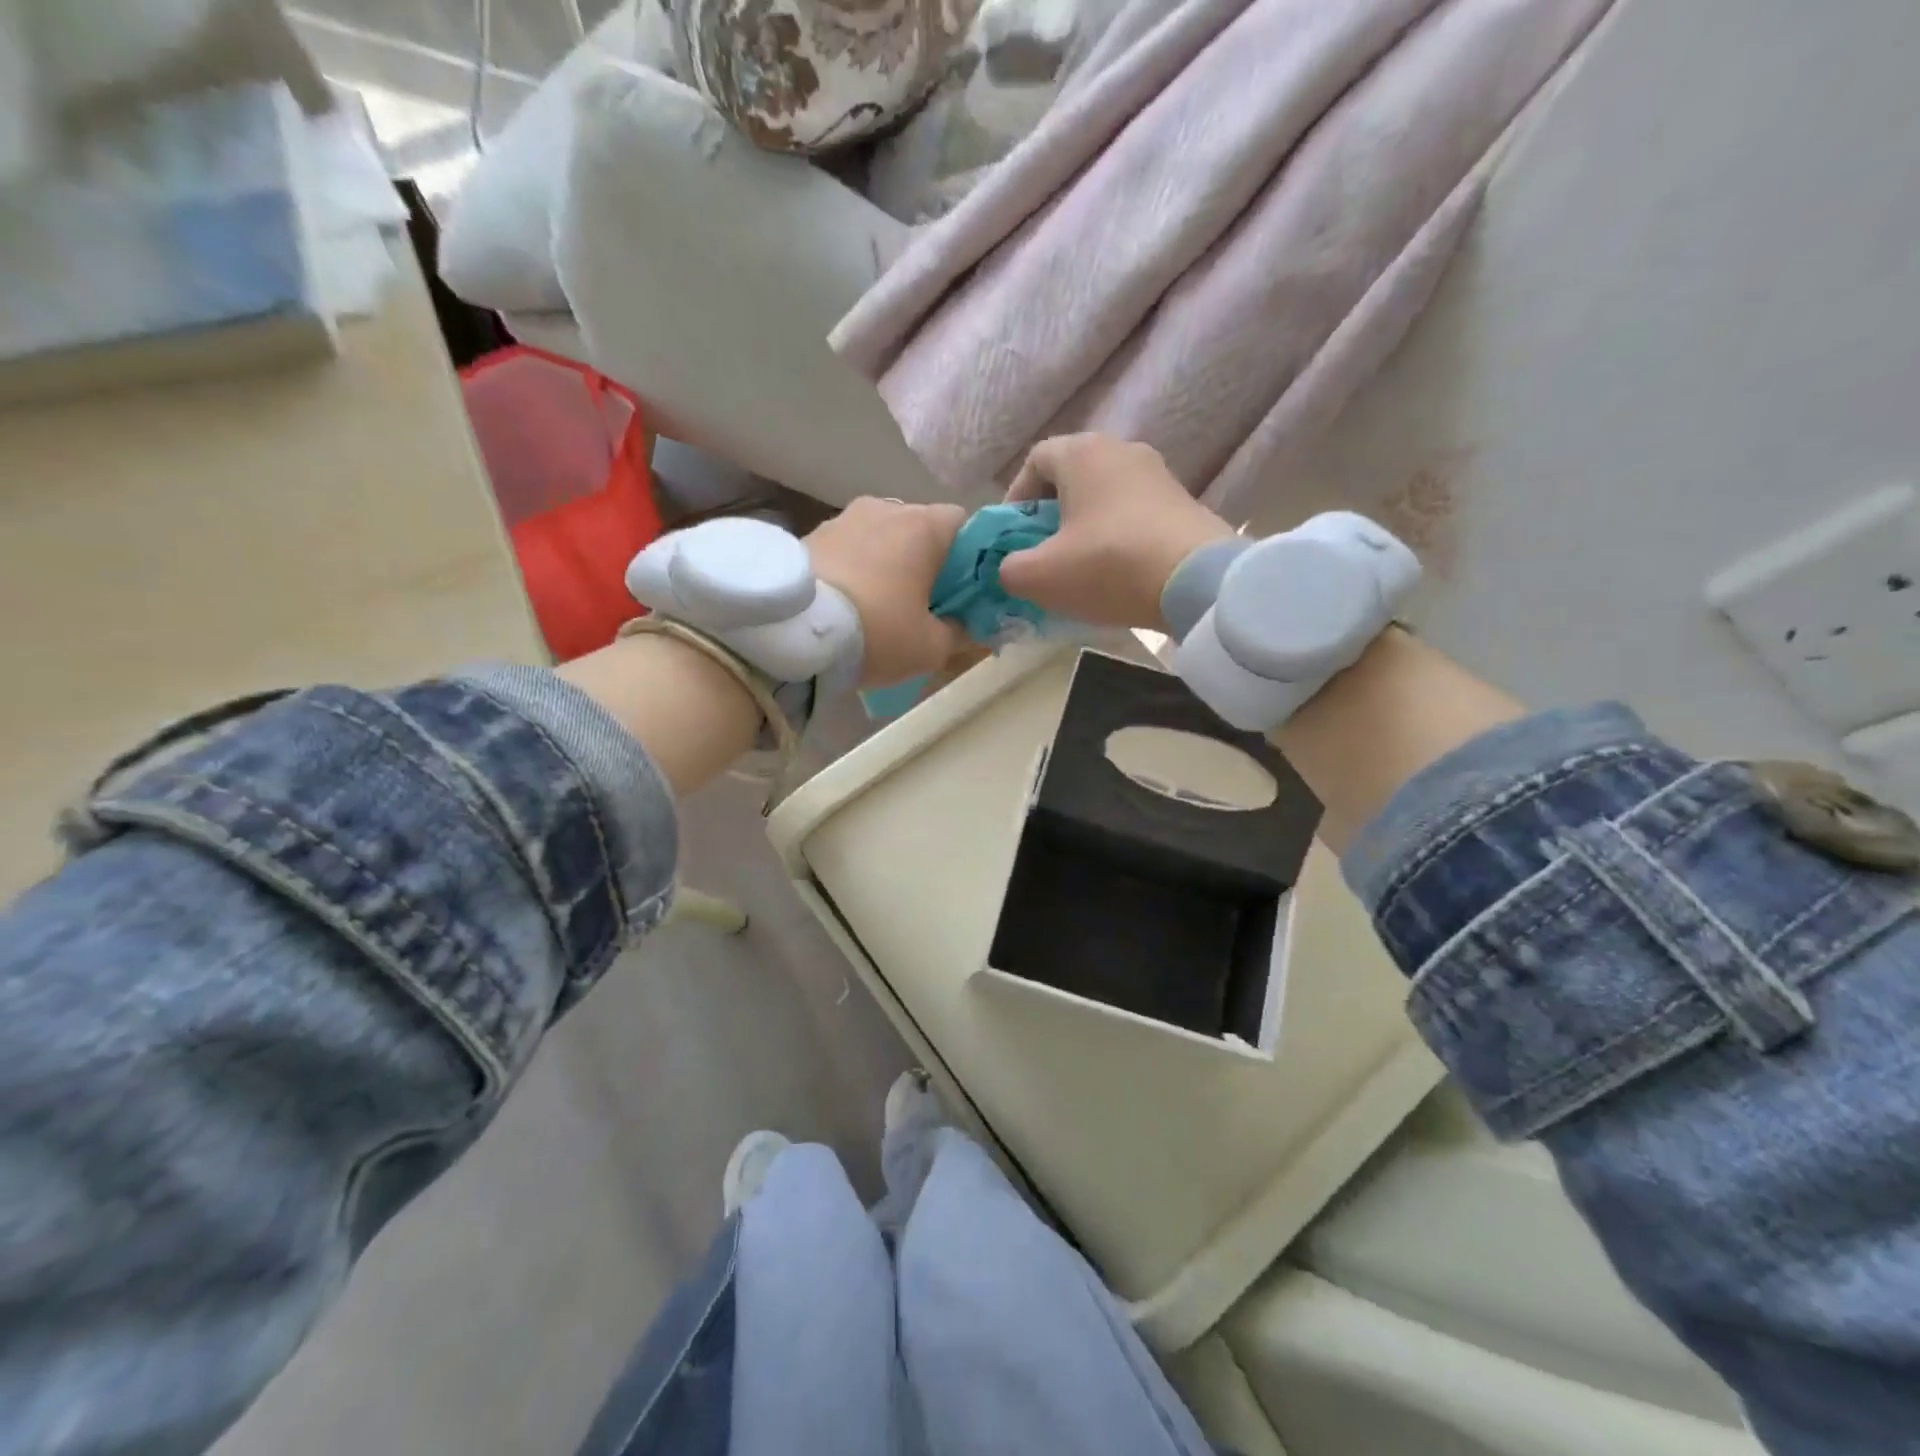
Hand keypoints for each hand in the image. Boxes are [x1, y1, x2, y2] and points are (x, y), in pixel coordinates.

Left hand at [807, 498, 968, 685]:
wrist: (790, 633)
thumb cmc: (876, 632)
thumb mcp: (930, 648)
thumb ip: (958, 632)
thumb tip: (963, 625)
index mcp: (923, 526)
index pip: (964, 523)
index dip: (970, 557)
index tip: (963, 590)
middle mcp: (884, 508)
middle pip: (920, 528)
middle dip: (926, 561)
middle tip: (923, 603)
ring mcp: (841, 518)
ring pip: (881, 536)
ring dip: (887, 563)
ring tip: (878, 605)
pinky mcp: (808, 535)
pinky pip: (847, 548)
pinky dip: (854, 568)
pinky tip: (846, 603)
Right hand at [997, 435, 1234, 629]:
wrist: (1197, 581)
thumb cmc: (1108, 566)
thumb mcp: (1041, 576)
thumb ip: (1009, 569)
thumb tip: (1010, 568)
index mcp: (1083, 453)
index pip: (1035, 460)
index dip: (1015, 498)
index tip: (1013, 536)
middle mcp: (1122, 450)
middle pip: (1071, 477)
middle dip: (1050, 514)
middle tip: (1042, 553)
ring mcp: (1158, 474)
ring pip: (1104, 496)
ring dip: (1084, 527)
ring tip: (1078, 566)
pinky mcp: (1183, 502)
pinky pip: (1133, 513)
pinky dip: (1116, 536)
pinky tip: (1115, 571)